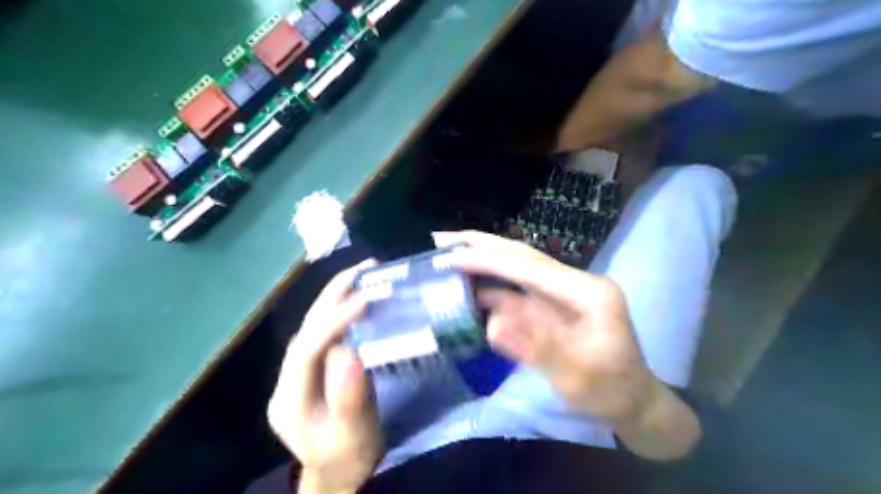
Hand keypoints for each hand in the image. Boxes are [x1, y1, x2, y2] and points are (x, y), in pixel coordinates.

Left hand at [265, 261, 382, 490]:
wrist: (339, 470)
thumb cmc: (347, 455)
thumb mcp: (351, 433)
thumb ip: (347, 396)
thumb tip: (350, 351)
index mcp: (290, 399)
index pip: (307, 349)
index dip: (334, 321)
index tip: (365, 299)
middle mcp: (288, 378)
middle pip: (307, 328)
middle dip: (333, 295)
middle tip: (364, 269)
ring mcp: (300, 370)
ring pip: (316, 325)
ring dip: (338, 296)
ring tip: (364, 273)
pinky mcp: (316, 366)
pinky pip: (328, 331)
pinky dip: (344, 309)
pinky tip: (361, 296)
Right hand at [434, 232, 660, 423]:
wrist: (631, 401)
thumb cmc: (611, 391)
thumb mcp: (578, 378)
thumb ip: (537, 349)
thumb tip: (491, 325)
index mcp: (587, 292)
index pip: (530, 267)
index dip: (489, 260)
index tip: (451, 257)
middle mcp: (573, 283)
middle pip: (522, 255)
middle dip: (482, 244)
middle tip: (441, 239)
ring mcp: (560, 293)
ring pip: (515, 268)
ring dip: (482, 261)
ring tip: (446, 257)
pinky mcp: (550, 306)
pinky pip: (514, 291)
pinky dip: (488, 286)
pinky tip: (467, 286)